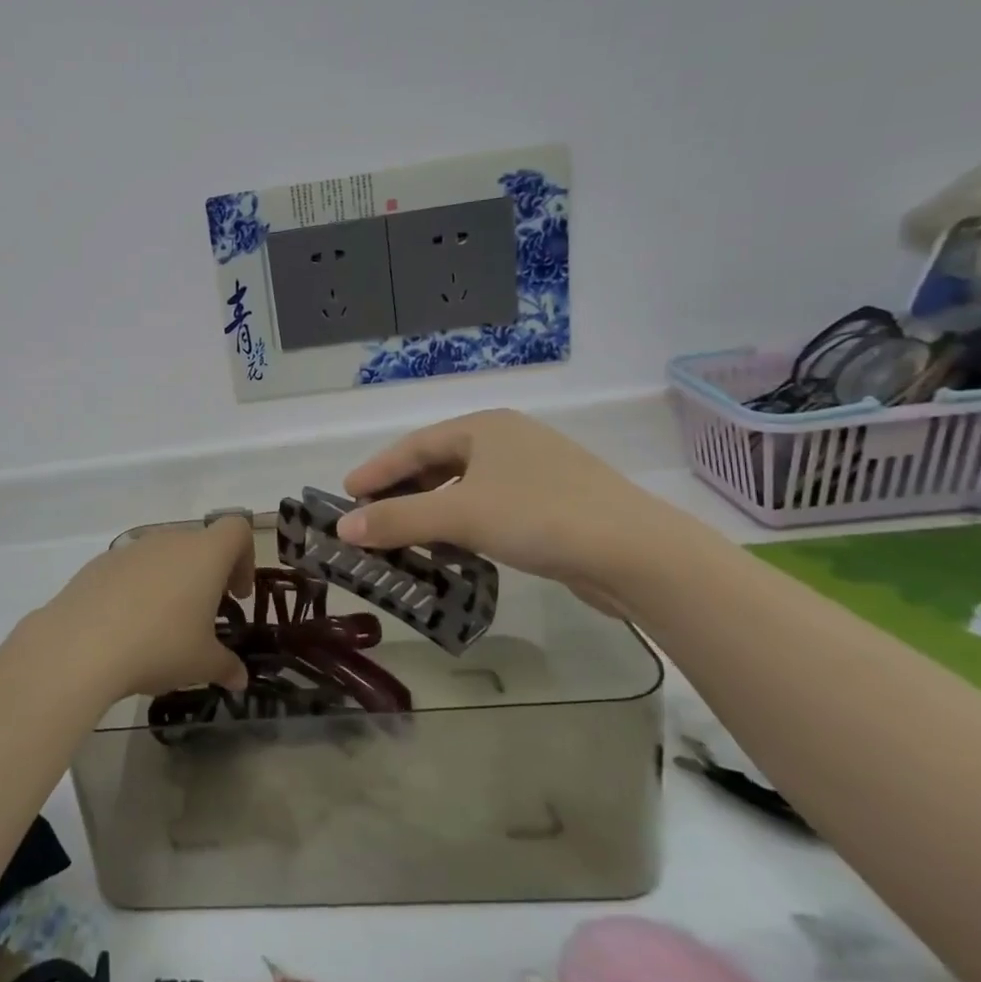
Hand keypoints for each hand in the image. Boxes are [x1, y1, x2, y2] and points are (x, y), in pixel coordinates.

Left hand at [21, 517, 255, 701]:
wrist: (81, 645)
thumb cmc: (159, 646)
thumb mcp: (202, 664)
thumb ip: (227, 666)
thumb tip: (239, 678)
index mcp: (204, 554)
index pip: (236, 530)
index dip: (244, 558)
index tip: (236, 595)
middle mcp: (169, 540)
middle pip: (198, 544)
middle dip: (207, 576)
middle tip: (203, 617)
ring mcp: (131, 548)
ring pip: (163, 556)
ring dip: (171, 582)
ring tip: (162, 626)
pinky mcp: (99, 563)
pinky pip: (131, 569)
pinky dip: (138, 589)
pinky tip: (126, 627)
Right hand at [339, 410, 661, 608]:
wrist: (638, 554)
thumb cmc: (540, 517)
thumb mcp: (459, 516)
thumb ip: (397, 520)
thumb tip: (343, 528)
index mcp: (485, 427)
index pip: (414, 445)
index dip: (376, 470)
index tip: (346, 494)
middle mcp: (508, 441)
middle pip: (438, 463)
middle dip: (403, 492)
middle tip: (372, 517)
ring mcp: (535, 471)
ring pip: (465, 487)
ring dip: (432, 511)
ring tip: (405, 537)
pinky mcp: (554, 504)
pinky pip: (490, 507)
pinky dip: (464, 524)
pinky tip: (454, 549)